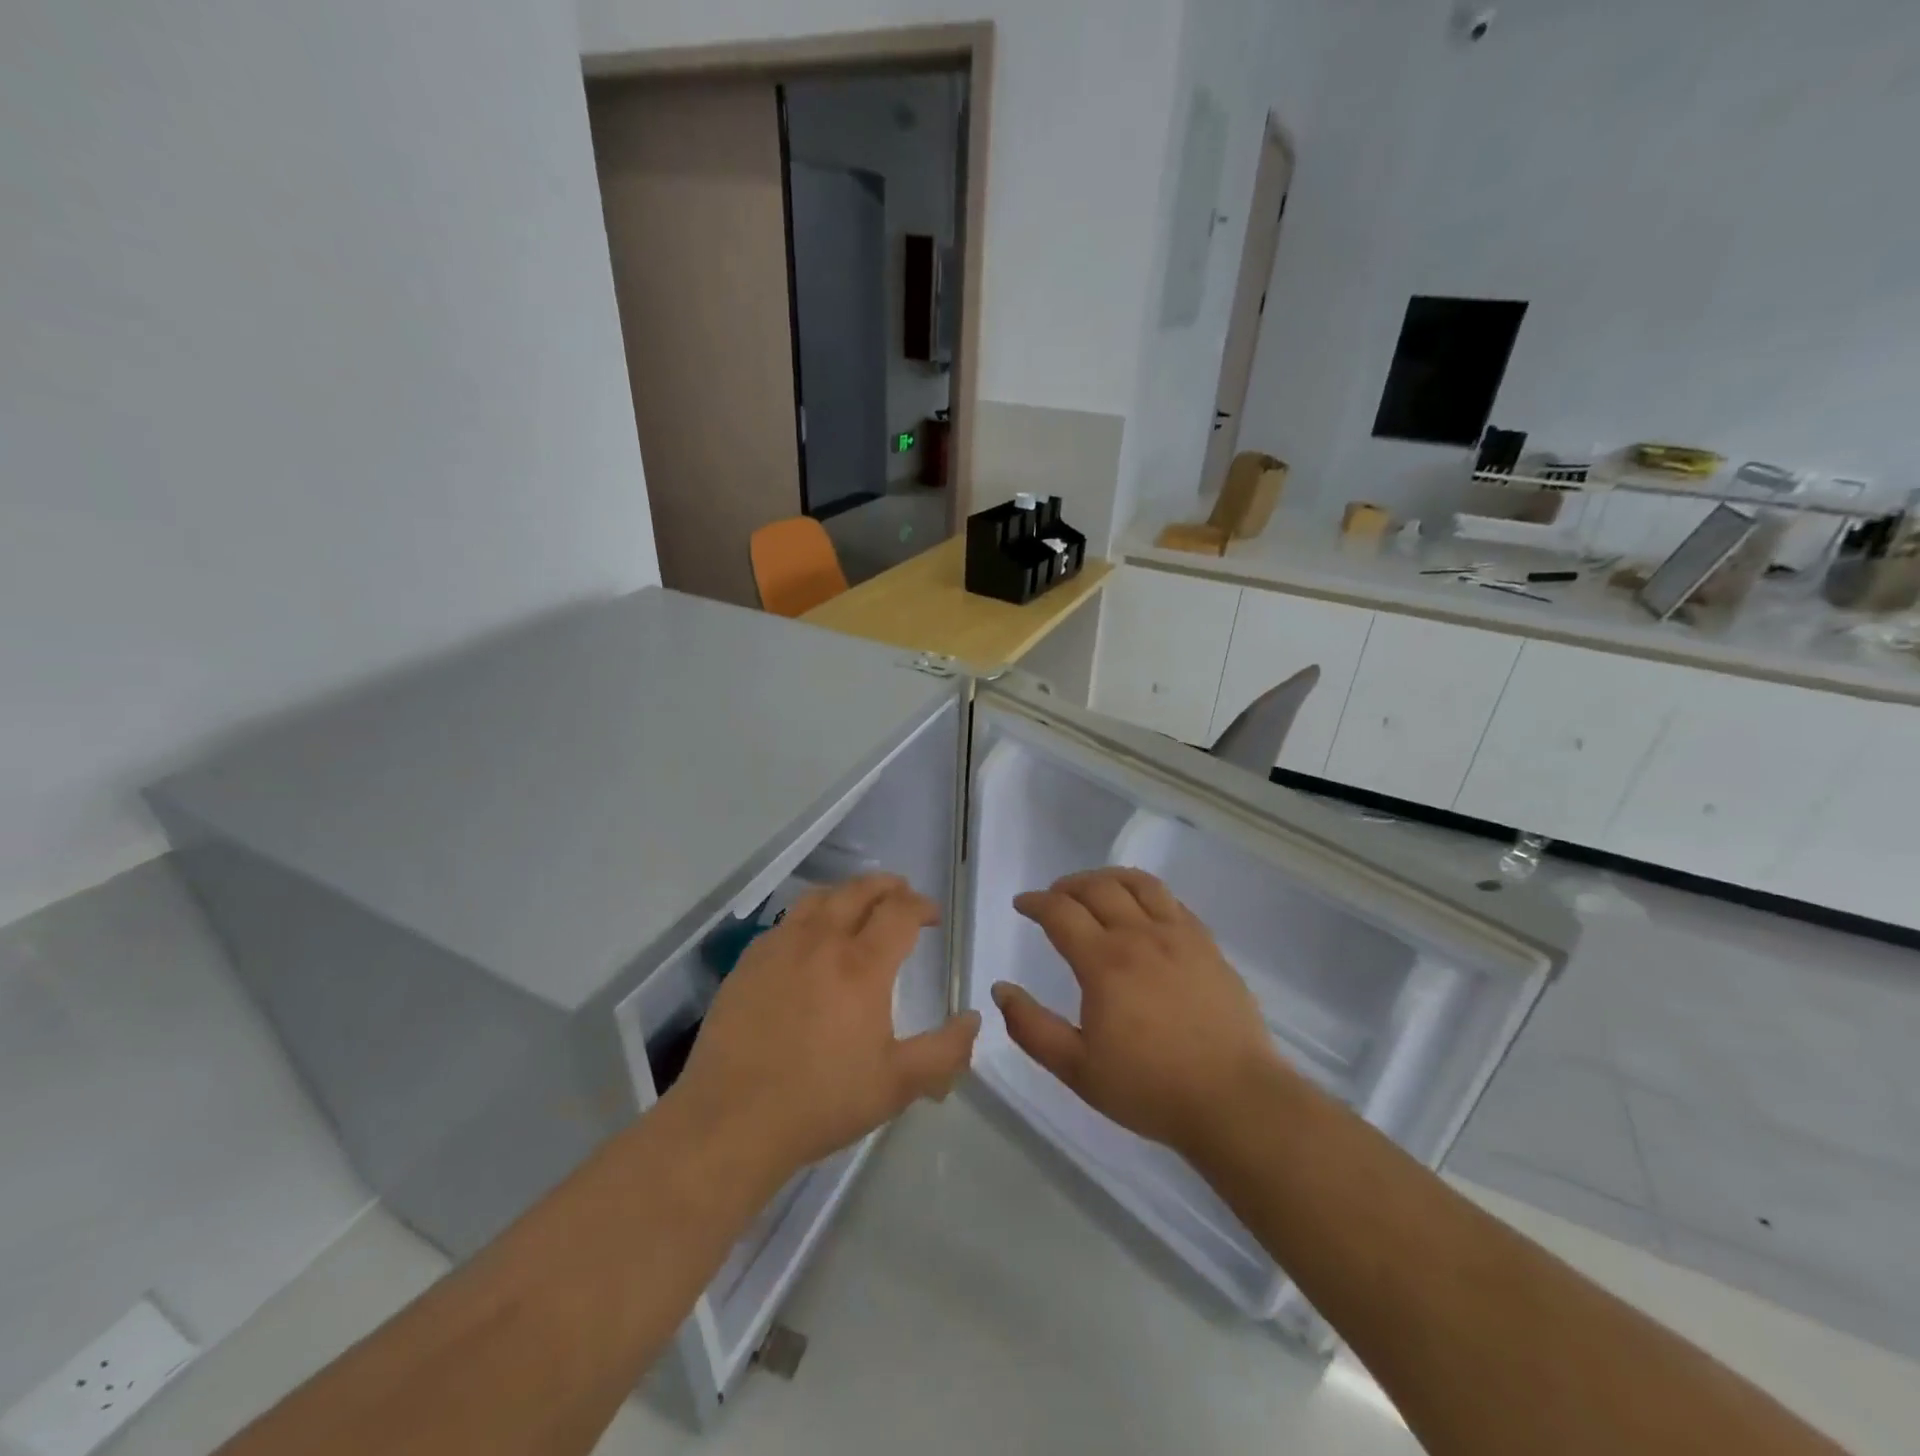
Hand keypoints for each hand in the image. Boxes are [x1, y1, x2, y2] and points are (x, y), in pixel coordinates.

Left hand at [669, 874, 981, 1187]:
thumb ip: (945, 1051)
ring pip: (819, 897)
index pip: (900, 911)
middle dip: (887, 886)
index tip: (932, 916)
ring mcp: (780, 946)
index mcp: (862, 965)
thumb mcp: (898, 1085)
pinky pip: (786, 921)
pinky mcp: (749, 961)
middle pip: (859, 890)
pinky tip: (810, 941)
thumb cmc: (822, 1101)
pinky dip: (810, 917)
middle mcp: (822, 941)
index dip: (922, 905)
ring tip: (858, 907)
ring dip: (847, 893)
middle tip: (901, 895)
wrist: (732, 1120)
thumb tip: (973, 1019)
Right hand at [992, 868, 1282, 1157]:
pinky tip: (1142, 909)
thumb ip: (1032, 1028)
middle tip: (1053, 897)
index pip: (1061, 912)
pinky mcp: (1208, 945)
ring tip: (1095, 888)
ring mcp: (1179, 936)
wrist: (1234, 1100)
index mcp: (1104, 962)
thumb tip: (1000, 990)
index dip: (1036, 903)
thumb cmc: (1150, 1088)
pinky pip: (1172, 901)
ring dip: (1107, 878)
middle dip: (1067, 886)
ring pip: (1138, 884)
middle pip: (1097, 888)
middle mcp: (1140, 936)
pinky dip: (1146, 893)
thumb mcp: (1077, 1070)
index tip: (1022, 904)